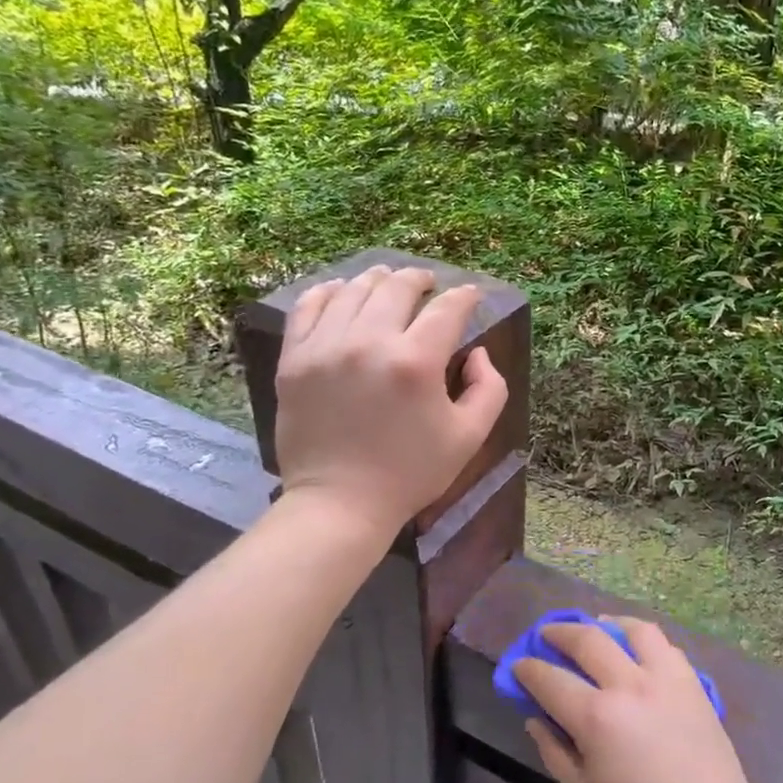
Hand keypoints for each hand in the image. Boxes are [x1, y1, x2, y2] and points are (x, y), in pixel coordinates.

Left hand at [274, 265, 507, 534]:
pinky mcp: (294, 359)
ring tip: (388, 283)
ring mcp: (325, 347)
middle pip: (397, 287)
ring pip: (354, 290)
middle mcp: (369, 342)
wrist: (340, 503)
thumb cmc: (411, 473)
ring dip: (378, 280)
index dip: (465, 296)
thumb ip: (489, 388)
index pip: (447, 308)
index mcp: (416, 362)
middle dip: (420, 279)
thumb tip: (476, 352)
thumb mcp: (470, 436)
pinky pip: (309, 306)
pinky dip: (330, 292)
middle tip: (428, 284)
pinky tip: (342, 293)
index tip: (471, 295)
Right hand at [513, 617, 768, 782]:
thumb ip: (555, 751)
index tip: (519, 666)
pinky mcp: (692, 682)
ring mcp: (665, 679)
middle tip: (546, 635)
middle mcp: (629, 686)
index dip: (528, 669)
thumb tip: (535, 719)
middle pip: (587, 639)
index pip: (550, 679)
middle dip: (559, 633)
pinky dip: (642, 639)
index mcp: (597, 718)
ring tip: (595, 628)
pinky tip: (634, 649)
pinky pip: (664, 645)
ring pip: (631, 630)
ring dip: (605, 624)